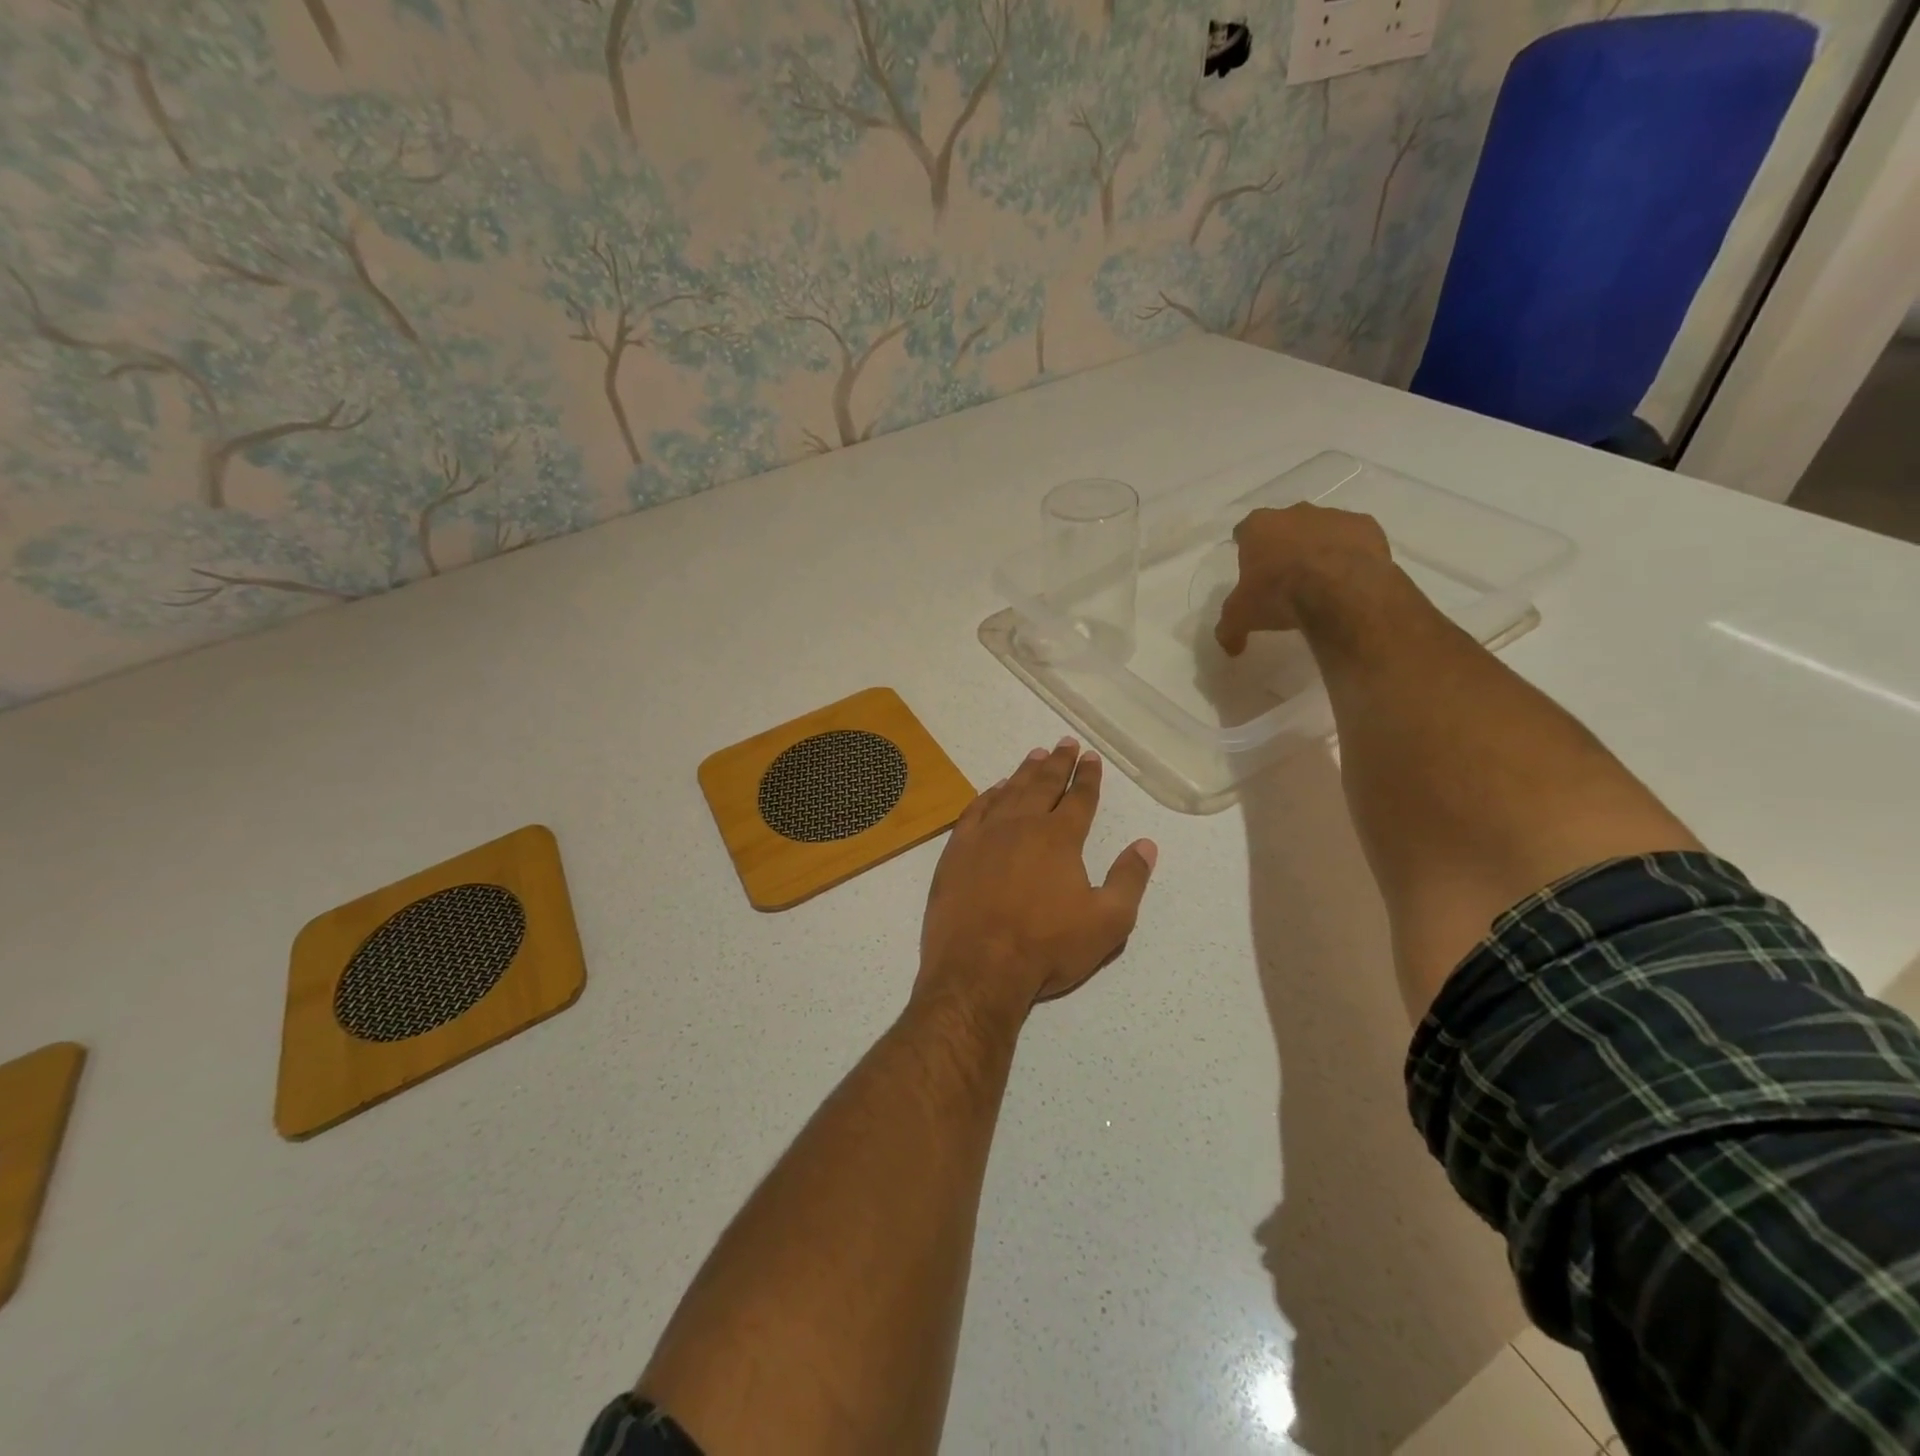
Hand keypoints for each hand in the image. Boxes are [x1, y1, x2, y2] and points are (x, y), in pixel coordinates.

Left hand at [916, 738, 1156, 1022]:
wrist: (978, 968)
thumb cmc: (1047, 948)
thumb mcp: (1107, 923)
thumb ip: (1129, 880)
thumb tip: (1146, 844)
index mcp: (1059, 839)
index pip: (1079, 799)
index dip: (1088, 777)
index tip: (1091, 757)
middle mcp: (1022, 826)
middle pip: (1043, 785)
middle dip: (1057, 763)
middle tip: (1065, 743)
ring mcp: (985, 836)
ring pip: (1009, 792)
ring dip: (1024, 772)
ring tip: (1035, 755)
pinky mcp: (957, 851)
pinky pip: (975, 811)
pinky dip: (988, 795)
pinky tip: (994, 790)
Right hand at [1215, 503, 1391, 654]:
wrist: (1340, 591)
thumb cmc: (1279, 596)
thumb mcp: (1242, 618)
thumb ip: (1230, 629)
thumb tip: (1230, 648)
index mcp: (1258, 527)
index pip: (1244, 531)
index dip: (1246, 548)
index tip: (1250, 567)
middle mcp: (1294, 513)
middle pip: (1284, 526)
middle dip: (1283, 546)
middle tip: (1284, 576)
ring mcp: (1333, 516)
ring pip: (1321, 529)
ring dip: (1318, 548)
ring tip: (1321, 580)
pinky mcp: (1366, 525)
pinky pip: (1354, 538)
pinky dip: (1351, 553)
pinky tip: (1348, 577)